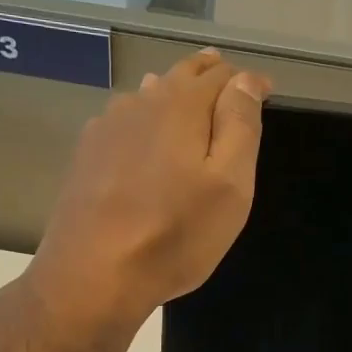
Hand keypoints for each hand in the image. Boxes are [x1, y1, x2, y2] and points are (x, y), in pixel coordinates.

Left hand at [28, 49, 270, 335]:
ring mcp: (106, 128)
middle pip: (180, 77)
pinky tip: (142, 134)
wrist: (93, 275)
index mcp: (180, 106)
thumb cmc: (175, 235)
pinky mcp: (86, 156)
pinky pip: (122, 122)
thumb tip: (244, 80)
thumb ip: (239, 126)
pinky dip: (142, 118)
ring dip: (171, 92)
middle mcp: (140, 104)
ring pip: (147, 96)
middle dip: (208, 75)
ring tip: (187, 97)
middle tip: (227, 78)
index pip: (222, 76)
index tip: (265, 92)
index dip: (247, 82)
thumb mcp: (229, 185)